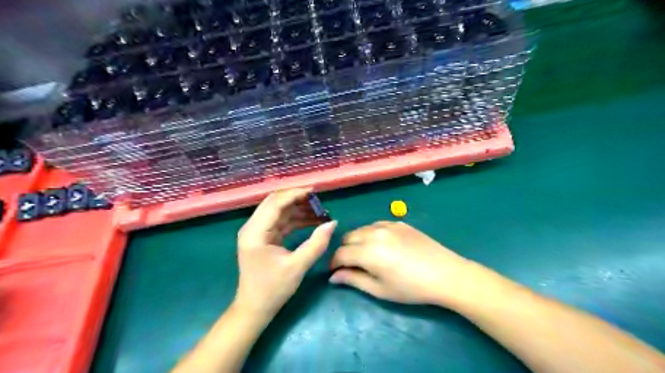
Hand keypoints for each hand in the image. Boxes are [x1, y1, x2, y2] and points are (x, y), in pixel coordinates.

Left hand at [234, 188, 337, 321]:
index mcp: (255, 232)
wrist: (255, 308)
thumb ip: (316, 244)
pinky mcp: (263, 238)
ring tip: (319, 211)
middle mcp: (253, 227)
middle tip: (318, 200)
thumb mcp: (297, 266)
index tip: (315, 192)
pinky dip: (295, 219)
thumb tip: (332, 223)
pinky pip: (280, 222)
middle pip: (275, 203)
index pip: (275, 203)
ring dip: (298, 209)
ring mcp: (257, 232)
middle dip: (297, 199)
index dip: (295, 194)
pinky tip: (311, 221)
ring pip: (279, 211)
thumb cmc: (273, 289)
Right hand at [330, 222, 475, 305]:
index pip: (340, 254)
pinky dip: (372, 234)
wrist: (445, 274)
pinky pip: (376, 225)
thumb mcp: (380, 290)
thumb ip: (353, 280)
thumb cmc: (411, 288)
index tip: (336, 272)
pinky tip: (382, 245)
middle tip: (352, 265)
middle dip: (345, 251)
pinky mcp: (399, 222)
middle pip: (348, 237)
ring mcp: (387, 225)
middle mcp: (374, 233)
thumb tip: (333, 276)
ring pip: (361, 229)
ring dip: (357, 241)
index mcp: (368, 252)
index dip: (334, 264)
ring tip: (367, 255)